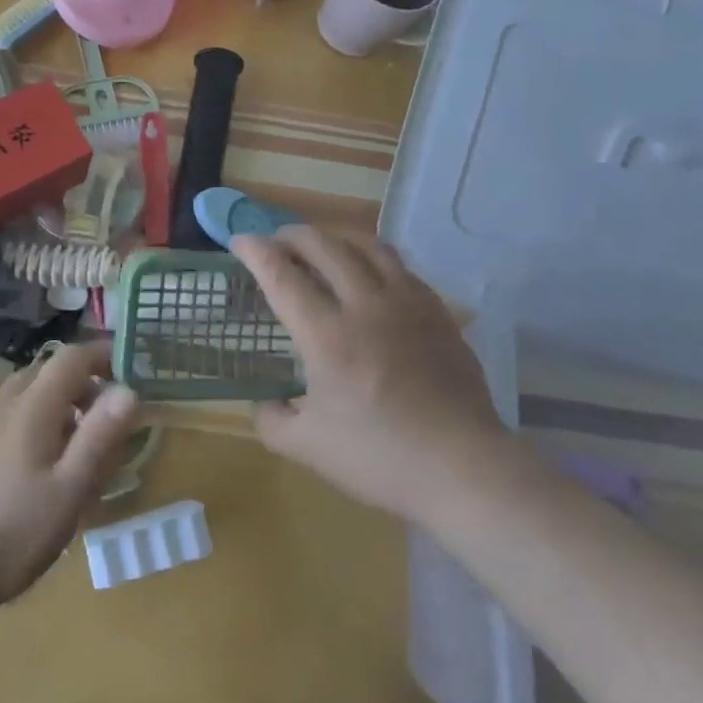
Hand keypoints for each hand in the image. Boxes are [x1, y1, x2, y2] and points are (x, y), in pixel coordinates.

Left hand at [0, 342, 140, 612]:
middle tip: (107, 423)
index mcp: (31, 405)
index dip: (103, 355)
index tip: (130, 371)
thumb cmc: (7, 534)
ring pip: (26, 394)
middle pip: (48, 372)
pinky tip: (34, 468)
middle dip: (83, 386)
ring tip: (74, 450)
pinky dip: (32, 422)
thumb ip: (99, 438)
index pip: (72, 356)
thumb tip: (129, 389)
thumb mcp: (67, 492)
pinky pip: (7, 415)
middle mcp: (2, 401)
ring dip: (57, 406)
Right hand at [233, 227, 509, 526]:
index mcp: (327, 335)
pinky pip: (399, 265)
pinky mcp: (437, 311)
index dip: (255, 251)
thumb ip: (272, 421)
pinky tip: (369, 275)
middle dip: (291, 235)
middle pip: (323, 245)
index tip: (239, 241)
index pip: (282, 275)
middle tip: (276, 243)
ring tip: (321, 248)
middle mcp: (365, 305)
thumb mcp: (308, 449)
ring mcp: (406, 303)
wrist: (463, 467)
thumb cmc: (380, 458)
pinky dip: (372, 257)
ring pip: (366, 245)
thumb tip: (264, 402)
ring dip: (334, 237)